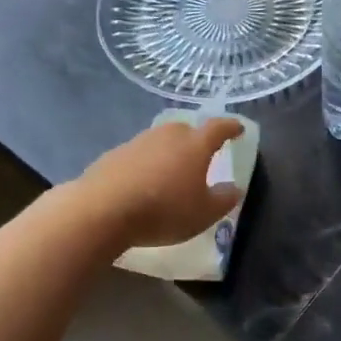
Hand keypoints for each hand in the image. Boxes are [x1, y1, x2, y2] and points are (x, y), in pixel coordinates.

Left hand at [76, 117, 244, 247]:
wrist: (102, 210)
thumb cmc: (163, 210)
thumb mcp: (204, 214)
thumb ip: (223, 199)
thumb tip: (234, 188)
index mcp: (195, 144)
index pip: (218, 128)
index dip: (230, 127)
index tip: (238, 129)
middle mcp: (167, 135)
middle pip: (187, 130)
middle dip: (196, 140)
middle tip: (201, 156)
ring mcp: (137, 142)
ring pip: (160, 141)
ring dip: (169, 152)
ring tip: (170, 172)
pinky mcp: (113, 154)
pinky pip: (139, 155)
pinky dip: (146, 164)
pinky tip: (142, 183)